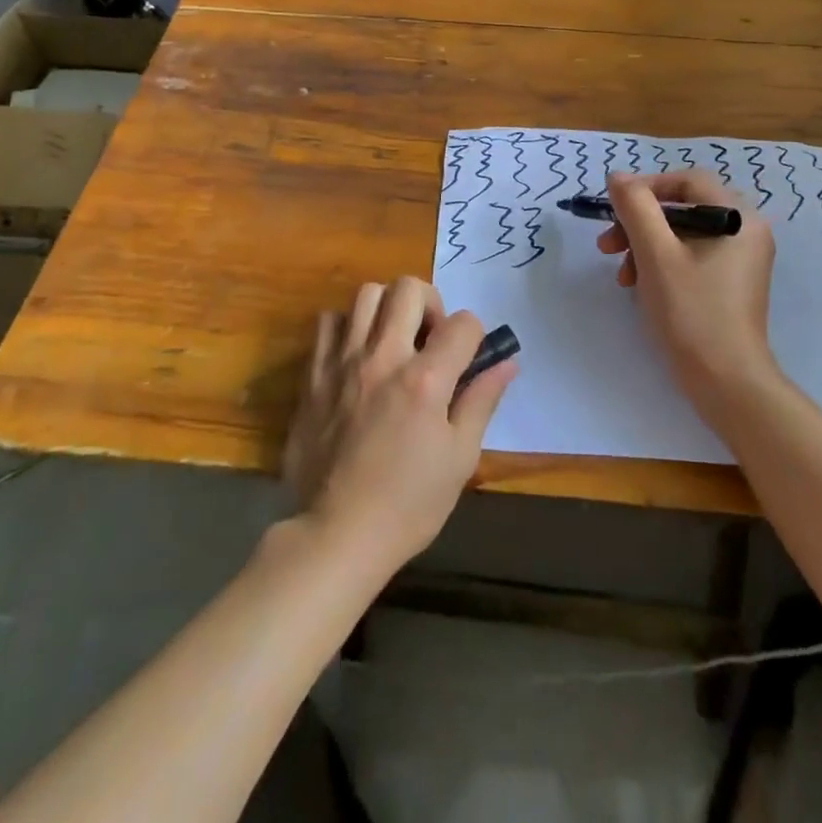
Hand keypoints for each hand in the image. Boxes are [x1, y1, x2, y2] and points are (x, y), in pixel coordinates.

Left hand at [282, 277, 515, 576]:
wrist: (337, 534)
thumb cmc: (408, 503)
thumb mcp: (459, 457)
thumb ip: (482, 400)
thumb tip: (507, 362)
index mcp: (425, 380)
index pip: (463, 322)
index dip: (475, 335)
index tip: (468, 360)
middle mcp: (383, 357)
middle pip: (409, 288)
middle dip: (431, 303)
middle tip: (430, 339)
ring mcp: (343, 362)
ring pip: (366, 294)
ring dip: (388, 308)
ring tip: (393, 341)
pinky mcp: (314, 375)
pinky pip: (328, 323)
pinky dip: (347, 327)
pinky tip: (357, 355)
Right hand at [599, 170, 782, 431]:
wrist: (726, 382)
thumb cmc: (691, 312)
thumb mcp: (655, 254)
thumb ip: (636, 208)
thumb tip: (618, 177)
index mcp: (738, 217)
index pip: (687, 181)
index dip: (646, 188)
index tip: (614, 210)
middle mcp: (746, 231)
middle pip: (683, 208)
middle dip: (640, 223)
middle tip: (607, 246)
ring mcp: (740, 259)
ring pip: (682, 234)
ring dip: (644, 246)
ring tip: (622, 276)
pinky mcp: (730, 283)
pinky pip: (690, 257)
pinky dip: (661, 264)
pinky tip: (640, 287)